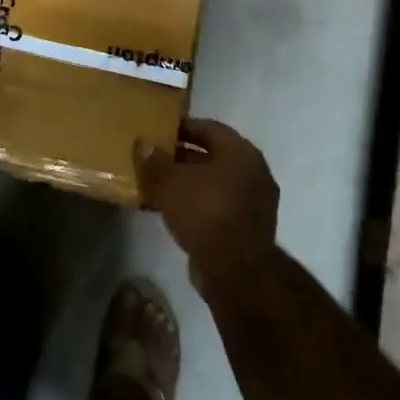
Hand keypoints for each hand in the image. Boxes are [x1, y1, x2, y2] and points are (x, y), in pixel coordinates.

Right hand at [134, 118, 278, 292]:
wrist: (236, 270)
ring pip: (216, 183)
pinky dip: (199, 204)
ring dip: (190, 183)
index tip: (160, 133)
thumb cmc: (204, 212)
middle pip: (213, 156)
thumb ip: (155, 160)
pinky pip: (219, 205)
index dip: (183, 128)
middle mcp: (254, 172)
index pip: (209, 128)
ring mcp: (255, 202)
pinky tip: (174, 211)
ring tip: (160, 186)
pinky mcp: (249, 228)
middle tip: (156, 160)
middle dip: (184, 157)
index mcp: (240, 152)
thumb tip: (143, 142)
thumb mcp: (171, 182)